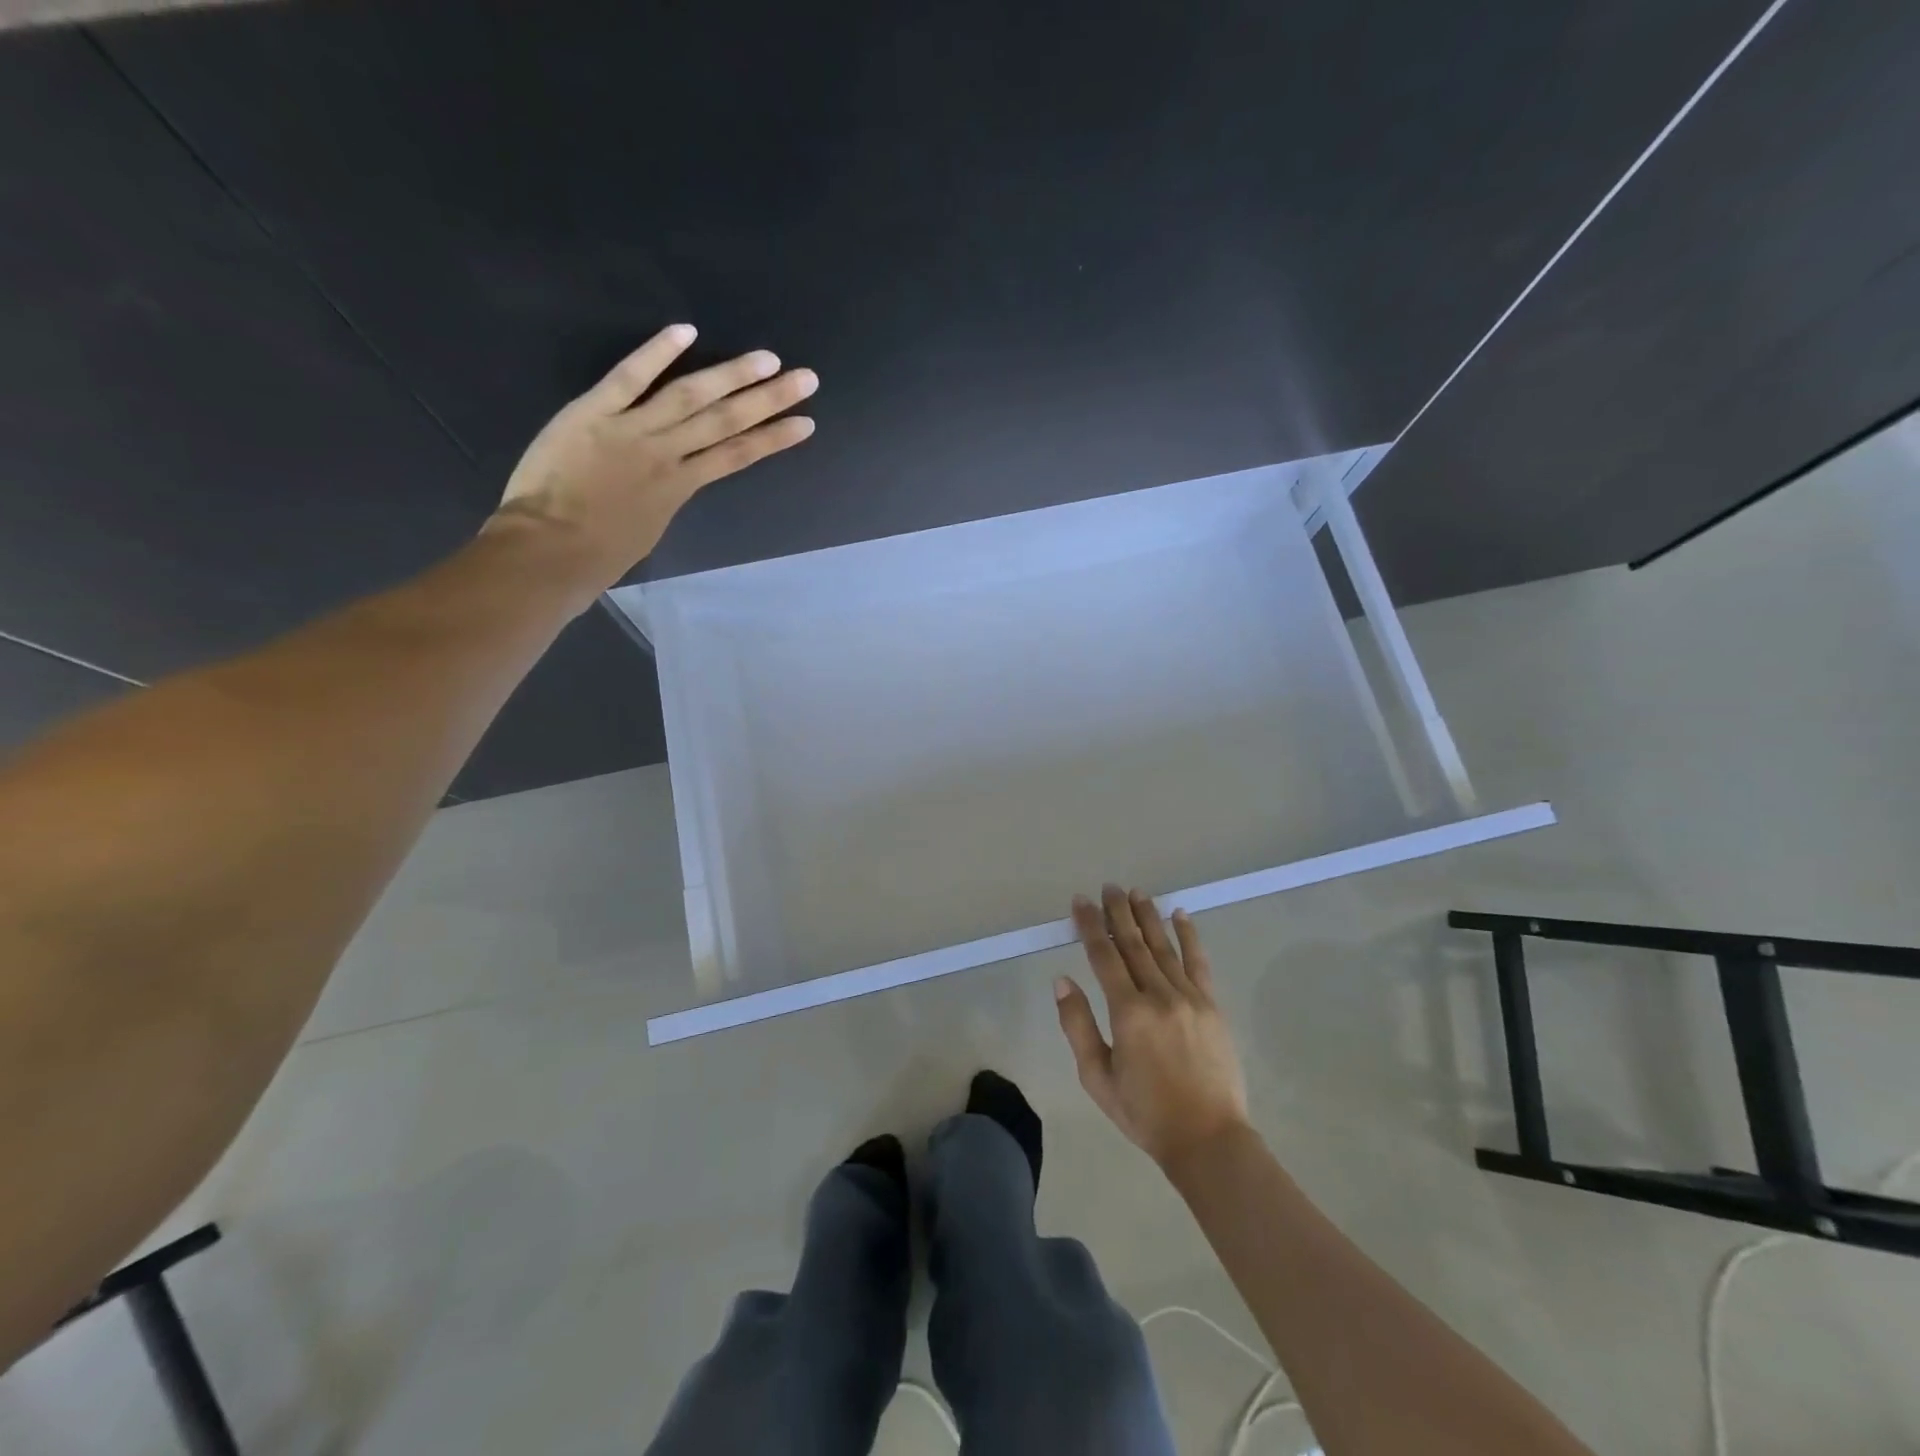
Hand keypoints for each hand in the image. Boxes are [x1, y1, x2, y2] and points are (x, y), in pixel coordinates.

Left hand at [487, 323, 816, 591]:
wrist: (550, 550)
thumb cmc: (597, 555)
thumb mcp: (646, 529)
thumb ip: (662, 496)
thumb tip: (671, 477)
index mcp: (680, 487)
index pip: (737, 456)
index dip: (773, 439)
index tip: (806, 424)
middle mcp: (667, 454)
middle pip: (726, 421)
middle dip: (769, 400)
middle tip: (805, 379)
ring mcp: (632, 430)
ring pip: (691, 396)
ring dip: (732, 375)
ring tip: (768, 359)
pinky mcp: (593, 413)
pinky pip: (629, 378)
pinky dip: (657, 352)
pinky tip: (686, 331)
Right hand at [1056, 885, 1249, 1169]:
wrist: (1208, 1139)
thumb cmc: (1145, 1113)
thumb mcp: (1097, 1077)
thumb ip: (1077, 1025)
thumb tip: (1062, 980)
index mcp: (1127, 1012)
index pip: (1103, 956)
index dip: (1090, 926)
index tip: (1080, 902)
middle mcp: (1158, 995)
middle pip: (1134, 943)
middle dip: (1118, 912)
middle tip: (1108, 887)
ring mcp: (1189, 997)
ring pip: (1163, 946)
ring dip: (1148, 916)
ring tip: (1136, 892)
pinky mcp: (1212, 1006)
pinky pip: (1198, 962)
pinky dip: (1189, 936)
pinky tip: (1180, 915)